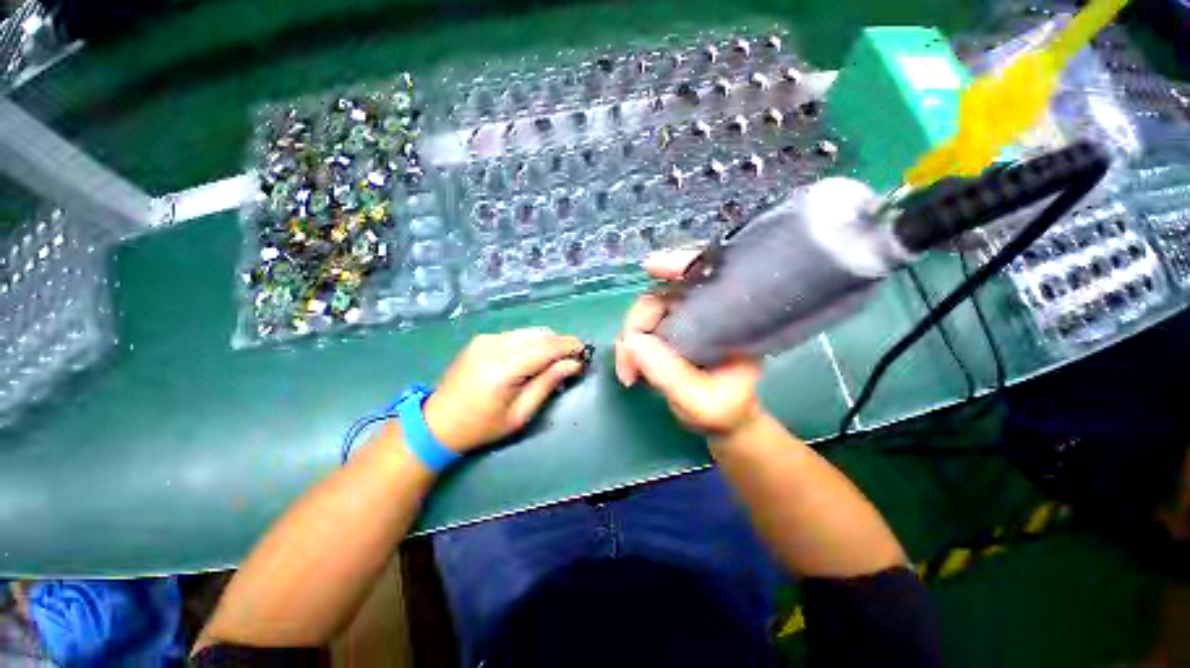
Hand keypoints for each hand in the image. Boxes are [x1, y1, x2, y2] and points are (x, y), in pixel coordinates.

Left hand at [424, 328, 585, 452]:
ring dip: (547, 342)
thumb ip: (548, 384)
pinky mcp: (482, 339)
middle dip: (561, 343)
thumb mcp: (520, 414)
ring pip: (529, 331)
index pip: (546, 347)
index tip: (585, 353)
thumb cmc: (482, 425)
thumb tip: (573, 364)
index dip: (569, 347)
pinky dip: (531, 342)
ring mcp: (486, 339)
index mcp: (504, 367)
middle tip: (572, 359)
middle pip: (540, 334)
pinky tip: (533, 357)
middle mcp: (495, 345)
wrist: (438, 421)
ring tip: (555, 359)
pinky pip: (516, 334)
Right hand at [614, 251, 764, 435]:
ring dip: (628, 339)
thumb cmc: (724, 410)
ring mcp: (683, 322)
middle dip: (636, 324)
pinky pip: (640, 330)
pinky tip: (628, 369)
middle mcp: (704, 313)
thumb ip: (670, 374)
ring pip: (645, 313)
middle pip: (661, 296)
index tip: (651, 267)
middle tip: (627, 362)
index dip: (679, 265)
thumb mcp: (702, 402)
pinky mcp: (667, 334)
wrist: (721, 420)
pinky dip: (628, 347)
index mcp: (728, 320)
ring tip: (627, 373)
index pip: (706, 278)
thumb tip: (633, 341)